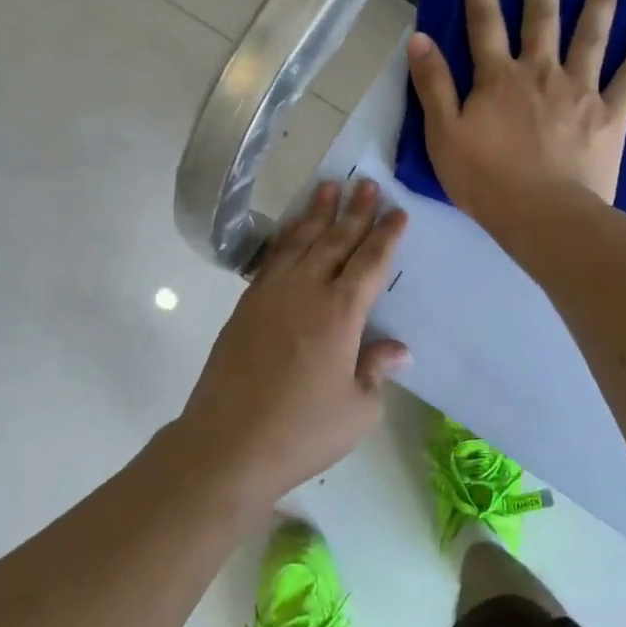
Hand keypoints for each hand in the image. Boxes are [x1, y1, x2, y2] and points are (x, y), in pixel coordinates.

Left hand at [175, 180, 408, 513]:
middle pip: (335, 240)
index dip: (385, 235)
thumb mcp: (358, 409)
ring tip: (328, 188)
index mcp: (341, 313)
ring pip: (300, 241)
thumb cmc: (302, 431)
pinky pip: (271, 259)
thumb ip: (376, 370)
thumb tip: (397, 349)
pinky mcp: (246, 305)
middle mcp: (307, 291)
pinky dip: (285, 238)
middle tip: (366, 183)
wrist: (228, 443)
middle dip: (354, 211)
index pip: (370, 262)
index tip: (397, 211)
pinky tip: (291, 230)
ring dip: (316, 213)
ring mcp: (271, 294)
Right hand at [406, 0, 625, 240]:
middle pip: (541, 15)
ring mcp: (580, 90)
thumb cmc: (486, 182)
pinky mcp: (610, 114)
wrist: (543, 218)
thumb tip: (420, 38)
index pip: (484, 21)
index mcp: (498, 78)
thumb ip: (433, 85)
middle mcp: (541, 72)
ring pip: (591, 33)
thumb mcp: (443, 136)